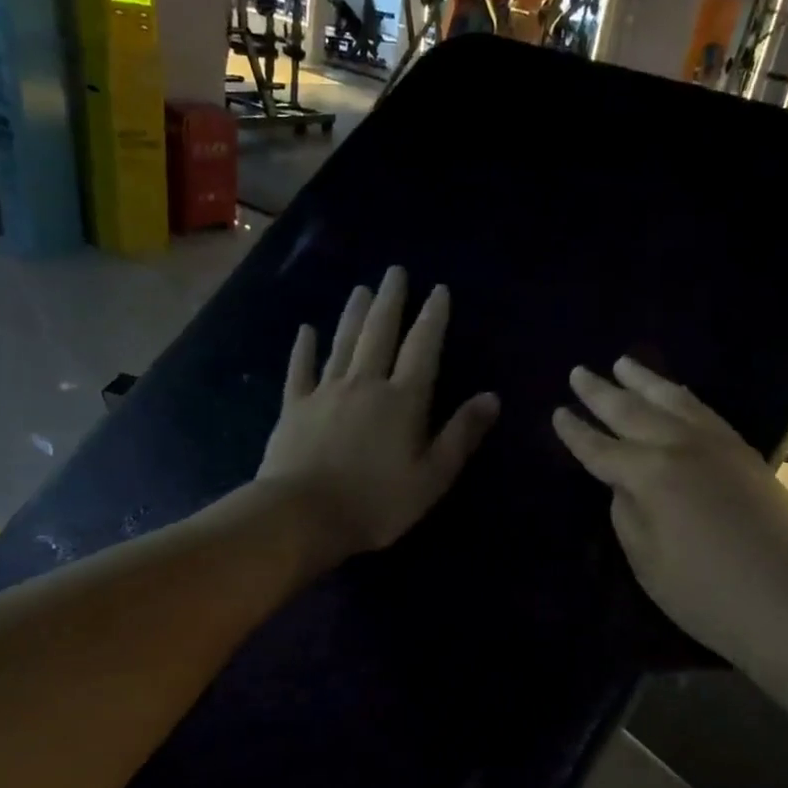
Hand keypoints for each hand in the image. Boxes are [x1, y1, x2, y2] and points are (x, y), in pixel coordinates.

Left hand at [258, 266, 498, 566]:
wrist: (303, 515)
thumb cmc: (377, 502)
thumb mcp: (432, 477)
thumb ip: (461, 435)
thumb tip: (491, 397)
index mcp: (403, 401)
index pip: (422, 349)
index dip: (432, 318)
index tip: (438, 290)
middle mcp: (365, 384)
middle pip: (380, 334)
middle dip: (391, 302)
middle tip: (395, 272)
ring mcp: (326, 392)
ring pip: (343, 343)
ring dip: (354, 314)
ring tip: (362, 289)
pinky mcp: (295, 407)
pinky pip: (301, 369)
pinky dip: (304, 348)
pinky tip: (306, 330)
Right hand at [553, 358, 787, 671]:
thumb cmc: (706, 594)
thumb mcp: (647, 561)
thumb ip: (628, 514)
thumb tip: (625, 485)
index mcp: (650, 474)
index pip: (601, 448)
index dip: (576, 433)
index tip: (558, 412)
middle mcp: (682, 447)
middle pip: (633, 412)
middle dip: (602, 393)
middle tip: (579, 372)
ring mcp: (719, 446)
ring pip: (674, 401)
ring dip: (645, 381)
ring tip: (624, 363)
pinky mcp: (746, 455)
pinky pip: (705, 412)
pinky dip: (683, 397)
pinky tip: (676, 394)